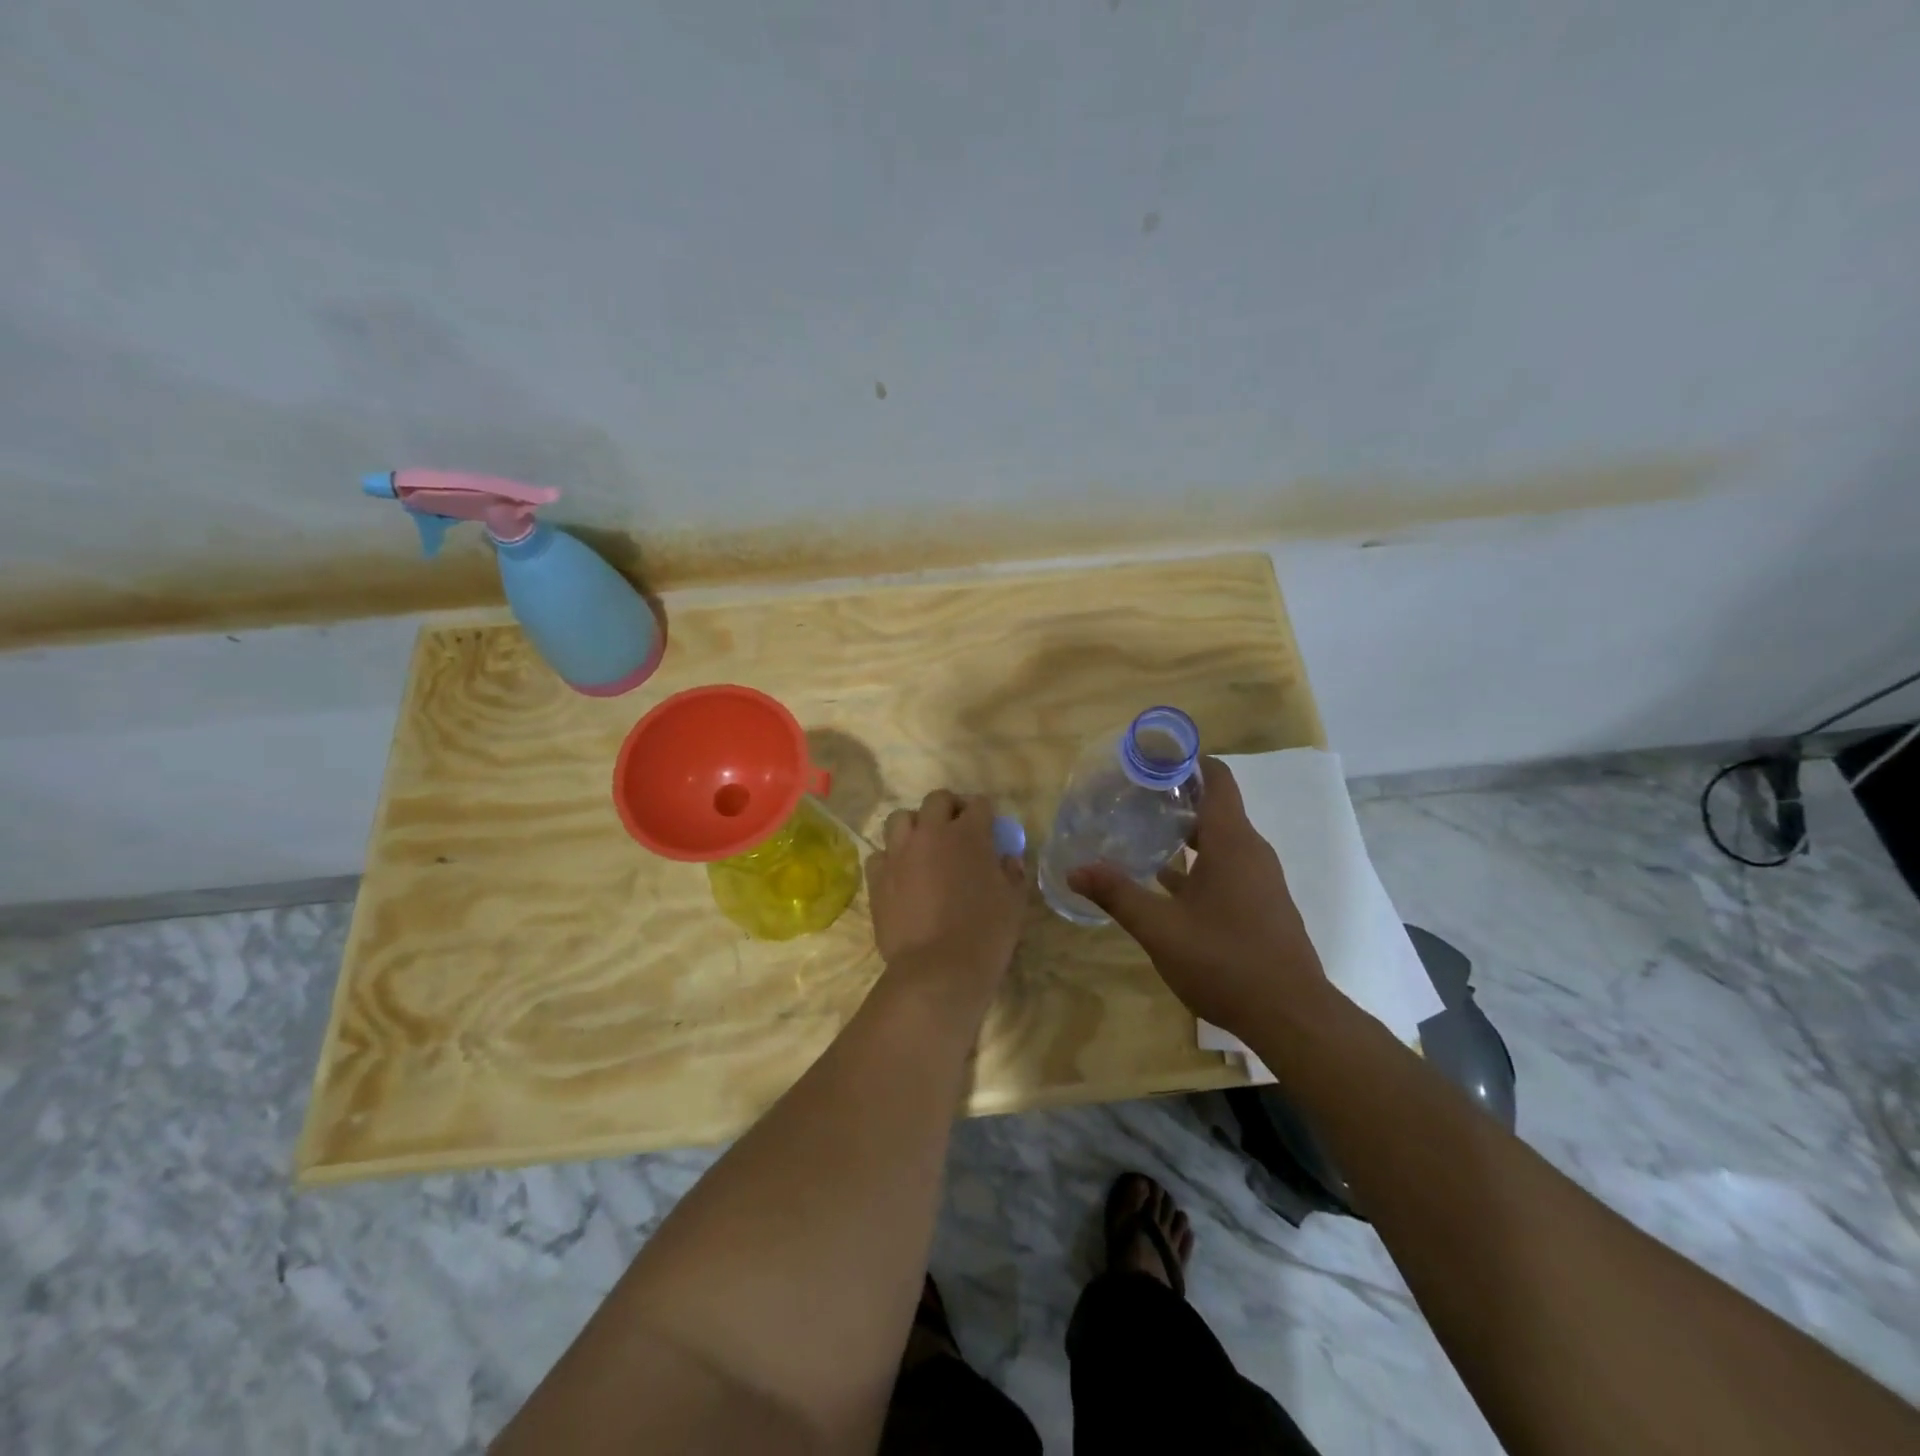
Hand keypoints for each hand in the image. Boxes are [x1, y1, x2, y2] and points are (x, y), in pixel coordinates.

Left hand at [866, 790, 1026, 983]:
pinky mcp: (877, 878)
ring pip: (900, 819)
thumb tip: (1007, 859)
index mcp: (969, 834)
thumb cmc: (986, 934)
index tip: (989, 828)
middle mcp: (931, 833)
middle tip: (957, 830)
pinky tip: (900, 875)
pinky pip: (879, 854)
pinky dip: (891, 859)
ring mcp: (899, 853)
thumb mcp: (1014, 902)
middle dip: (949, 809)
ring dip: (914, 827)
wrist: (938, 969)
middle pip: (937, 800)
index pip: (979, 804)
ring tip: (923, 847)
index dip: (986, 813)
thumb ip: (1012, 872)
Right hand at [1067, 757, 1329, 1035]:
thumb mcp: (1161, 928)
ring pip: (1220, 841)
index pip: (1217, 779)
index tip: (1153, 756)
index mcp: (1232, 842)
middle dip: (1176, 798)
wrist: (1291, 1016)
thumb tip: (1075, 869)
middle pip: (1215, 808)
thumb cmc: (1225, 961)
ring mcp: (1261, 880)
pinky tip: (1165, 882)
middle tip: (1132, 795)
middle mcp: (1251, 852)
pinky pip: (1228, 867)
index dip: (1188, 760)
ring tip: (1141, 832)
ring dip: (1185, 833)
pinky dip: (1198, 863)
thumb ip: (1117, 895)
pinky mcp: (1262, 905)